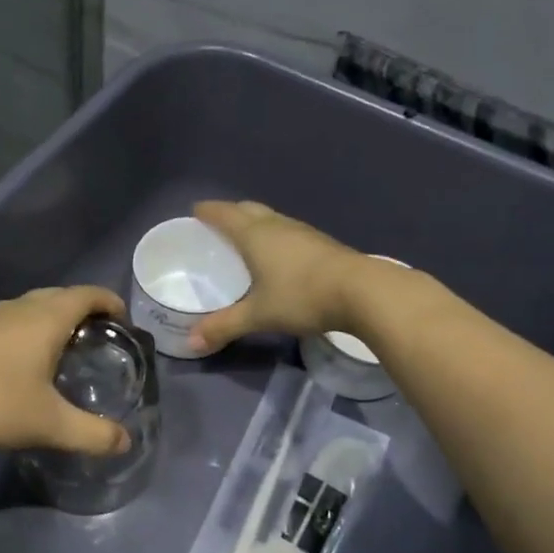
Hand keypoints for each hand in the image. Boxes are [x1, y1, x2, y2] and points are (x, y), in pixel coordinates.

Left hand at [0, 286, 132, 454]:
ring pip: (34, 306)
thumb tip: (126, 442)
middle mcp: (20, 307)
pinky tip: (25, 361)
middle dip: (85, 310)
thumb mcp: (50, 425)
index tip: (124, 321)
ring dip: (55, 318)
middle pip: (62, 295)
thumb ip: (93, 434)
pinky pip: (13, 319)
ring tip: (66, 349)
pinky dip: (31, 329)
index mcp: (46, 317)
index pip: (88, 294)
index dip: (110, 302)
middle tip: (100, 339)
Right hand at [187, 201, 371, 352]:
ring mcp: (303, 232)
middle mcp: (277, 225)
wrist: (362, 292)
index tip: (194, 211)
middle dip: (230, 213)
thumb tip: (191, 344)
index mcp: (255, 235)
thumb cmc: (302, 296)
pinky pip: (288, 232)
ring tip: (244, 240)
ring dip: (255, 223)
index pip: (224, 214)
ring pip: (271, 219)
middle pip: (248, 209)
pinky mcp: (322, 244)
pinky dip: (274, 237)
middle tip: (216, 226)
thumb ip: (224, 327)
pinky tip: (277, 256)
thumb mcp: (258, 315)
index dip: (207, 211)